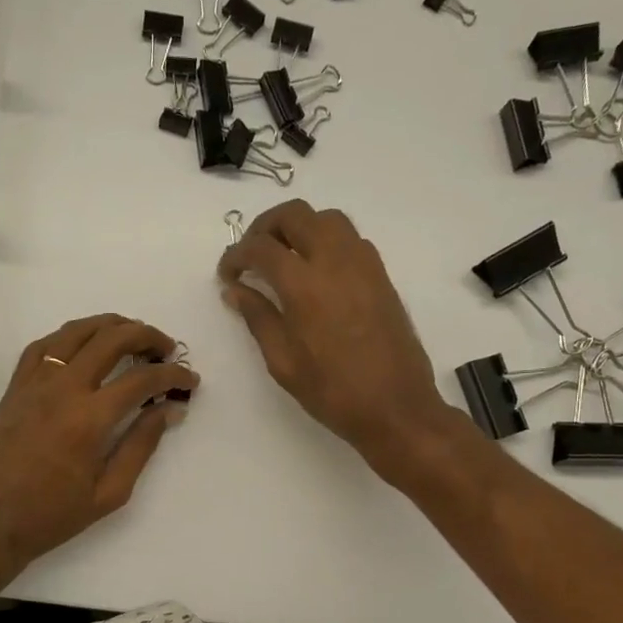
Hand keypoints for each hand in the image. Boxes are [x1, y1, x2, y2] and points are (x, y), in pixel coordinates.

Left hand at [0, 315, 196, 568]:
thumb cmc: (53, 515)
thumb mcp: (110, 492)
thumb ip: (141, 446)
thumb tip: (167, 410)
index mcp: (90, 418)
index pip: (142, 379)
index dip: (173, 375)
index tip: (190, 380)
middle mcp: (63, 388)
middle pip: (111, 340)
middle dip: (147, 336)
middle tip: (167, 348)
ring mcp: (35, 382)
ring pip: (76, 332)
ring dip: (110, 326)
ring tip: (131, 333)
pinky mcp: (16, 386)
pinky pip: (45, 345)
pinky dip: (71, 336)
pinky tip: (84, 344)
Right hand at [219, 200, 456, 476]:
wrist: (395, 407)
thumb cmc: (332, 392)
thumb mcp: (283, 361)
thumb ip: (258, 317)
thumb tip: (236, 290)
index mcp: (304, 285)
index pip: (261, 247)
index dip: (236, 255)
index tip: (226, 274)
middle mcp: (335, 261)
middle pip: (295, 215)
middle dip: (265, 227)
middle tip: (251, 255)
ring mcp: (363, 264)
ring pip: (327, 219)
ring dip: (299, 227)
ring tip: (283, 256)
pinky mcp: (381, 275)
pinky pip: (350, 238)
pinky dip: (326, 240)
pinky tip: (316, 271)